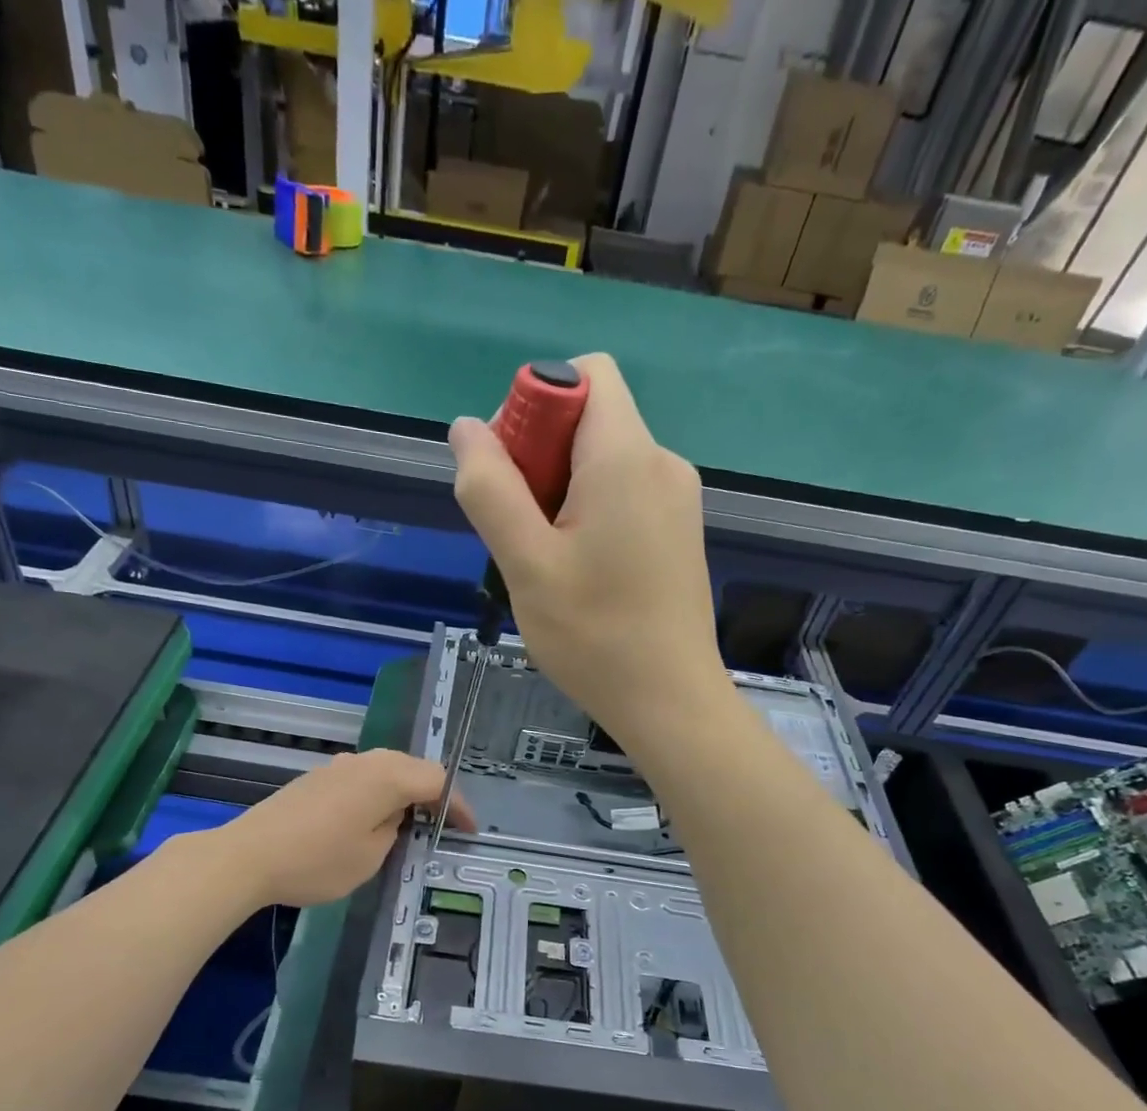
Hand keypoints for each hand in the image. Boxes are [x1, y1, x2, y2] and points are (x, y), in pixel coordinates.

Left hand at [217, 749, 473, 906]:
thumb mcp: (371, 856)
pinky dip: (380, 793)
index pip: (437, 780)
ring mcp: (339, 765)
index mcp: (388, 776)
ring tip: (413, 822)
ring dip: (405, 792)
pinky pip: (364, 777)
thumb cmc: (318, 860)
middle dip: (434, 794)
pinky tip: (374, 818)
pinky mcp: (318, 777)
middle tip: (445, 824)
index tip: (469, 830)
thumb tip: (395, 816)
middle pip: (414, 768)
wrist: (248, 855)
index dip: (459, 805)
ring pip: (387, 770)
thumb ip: (395, 830)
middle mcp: (367, 761)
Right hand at [449, 354, 727, 747]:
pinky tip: (578, 572)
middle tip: (519, 530)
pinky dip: (589, 514)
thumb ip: (490, 489)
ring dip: (559, 492)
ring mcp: (677, 498)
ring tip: (545, 561)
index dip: (535, 403)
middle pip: (589, 418)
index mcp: (627, 455)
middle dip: (540, 456)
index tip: (510, 470)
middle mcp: (661, 462)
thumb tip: (467, 428)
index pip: (584, 373)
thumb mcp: (526, 563)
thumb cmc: (594, 635)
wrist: (671, 702)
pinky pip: (624, 494)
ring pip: (603, 461)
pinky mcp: (679, 531)